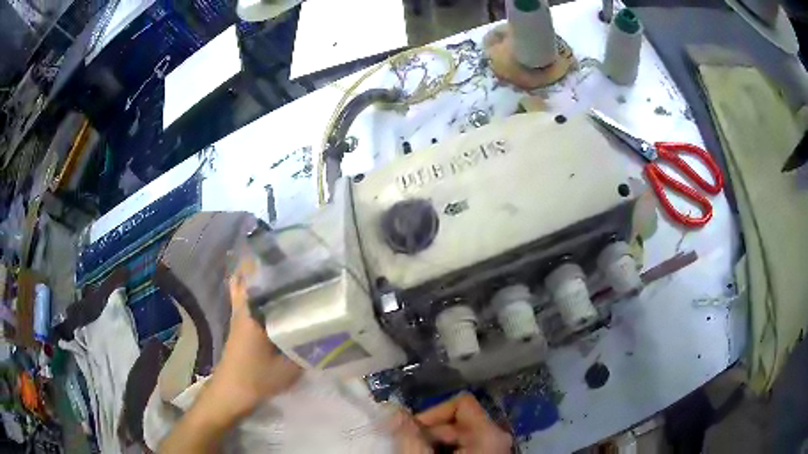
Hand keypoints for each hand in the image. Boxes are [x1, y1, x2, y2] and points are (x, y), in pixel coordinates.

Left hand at [207, 258, 302, 419]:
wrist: (231, 392)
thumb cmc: (257, 378)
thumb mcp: (289, 367)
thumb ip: (308, 347)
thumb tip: (327, 330)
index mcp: (254, 311)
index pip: (260, 275)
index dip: (275, 258)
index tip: (295, 248)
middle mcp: (244, 305)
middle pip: (250, 272)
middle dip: (268, 260)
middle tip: (294, 255)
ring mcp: (239, 312)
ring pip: (245, 282)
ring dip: (260, 272)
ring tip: (284, 267)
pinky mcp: (239, 321)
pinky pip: (246, 295)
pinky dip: (254, 287)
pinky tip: (273, 291)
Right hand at [391, 393, 511, 453]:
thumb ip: (410, 435)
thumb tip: (392, 409)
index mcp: (489, 432)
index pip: (461, 403)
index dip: (433, 412)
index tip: (412, 429)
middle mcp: (497, 434)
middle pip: (459, 419)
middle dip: (430, 430)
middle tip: (410, 445)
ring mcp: (496, 446)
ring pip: (460, 433)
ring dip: (436, 440)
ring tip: (421, 451)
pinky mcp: (490, 453)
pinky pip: (467, 444)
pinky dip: (447, 449)